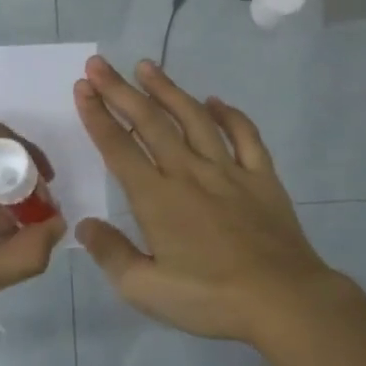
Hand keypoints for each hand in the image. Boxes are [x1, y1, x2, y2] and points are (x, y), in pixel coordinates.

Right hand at [73, 57, 345, 347]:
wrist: (283, 300)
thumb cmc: (210, 299)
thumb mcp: (146, 289)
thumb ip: (111, 255)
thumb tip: (85, 225)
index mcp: (157, 198)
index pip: (119, 147)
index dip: (97, 116)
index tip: (82, 88)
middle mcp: (189, 173)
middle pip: (150, 122)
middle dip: (121, 90)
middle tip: (99, 64)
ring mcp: (229, 171)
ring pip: (193, 119)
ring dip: (168, 90)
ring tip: (147, 66)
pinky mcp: (261, 178)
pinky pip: (244, 135)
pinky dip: (228, 114)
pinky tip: (215, 101)